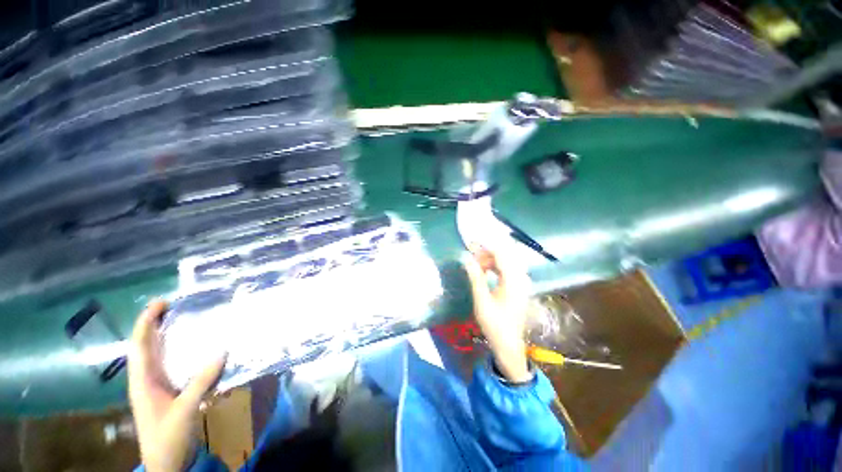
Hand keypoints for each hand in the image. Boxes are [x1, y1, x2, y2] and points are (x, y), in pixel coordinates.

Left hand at [128, 300, 225, 471]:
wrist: (165, 465)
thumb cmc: (168, 438)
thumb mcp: (184, 411)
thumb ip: (201, 382)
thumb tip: (222, 351)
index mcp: (142, 382)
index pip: (139, 346)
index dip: (146, 322)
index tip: (161, 302)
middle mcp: (145, 380)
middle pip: (145, 347)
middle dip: (154, 324)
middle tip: (173, 305)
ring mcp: (155, 387)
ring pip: (156, 356)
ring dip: (164, 336)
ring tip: (181, 319)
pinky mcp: (166, 394)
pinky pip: (168, 366)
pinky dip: (175, 352)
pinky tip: (190, 348)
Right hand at [462, 245, 532, 382]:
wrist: (509, 344)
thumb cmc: (494, 324)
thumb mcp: (482, 301)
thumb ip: (475, 277)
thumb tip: (467, 259)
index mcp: (513, 281)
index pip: (501, 254)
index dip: (485, 247)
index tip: (470, 245)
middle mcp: (521, 279)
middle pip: (505, 256)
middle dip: (487, 253)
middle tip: (471, 255)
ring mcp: (522, 283)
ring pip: (506, 262)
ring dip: (491, 260)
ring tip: (476, 264)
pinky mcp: (520, 287)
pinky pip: (508, 270)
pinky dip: (496, 267)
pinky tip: (486, 271)